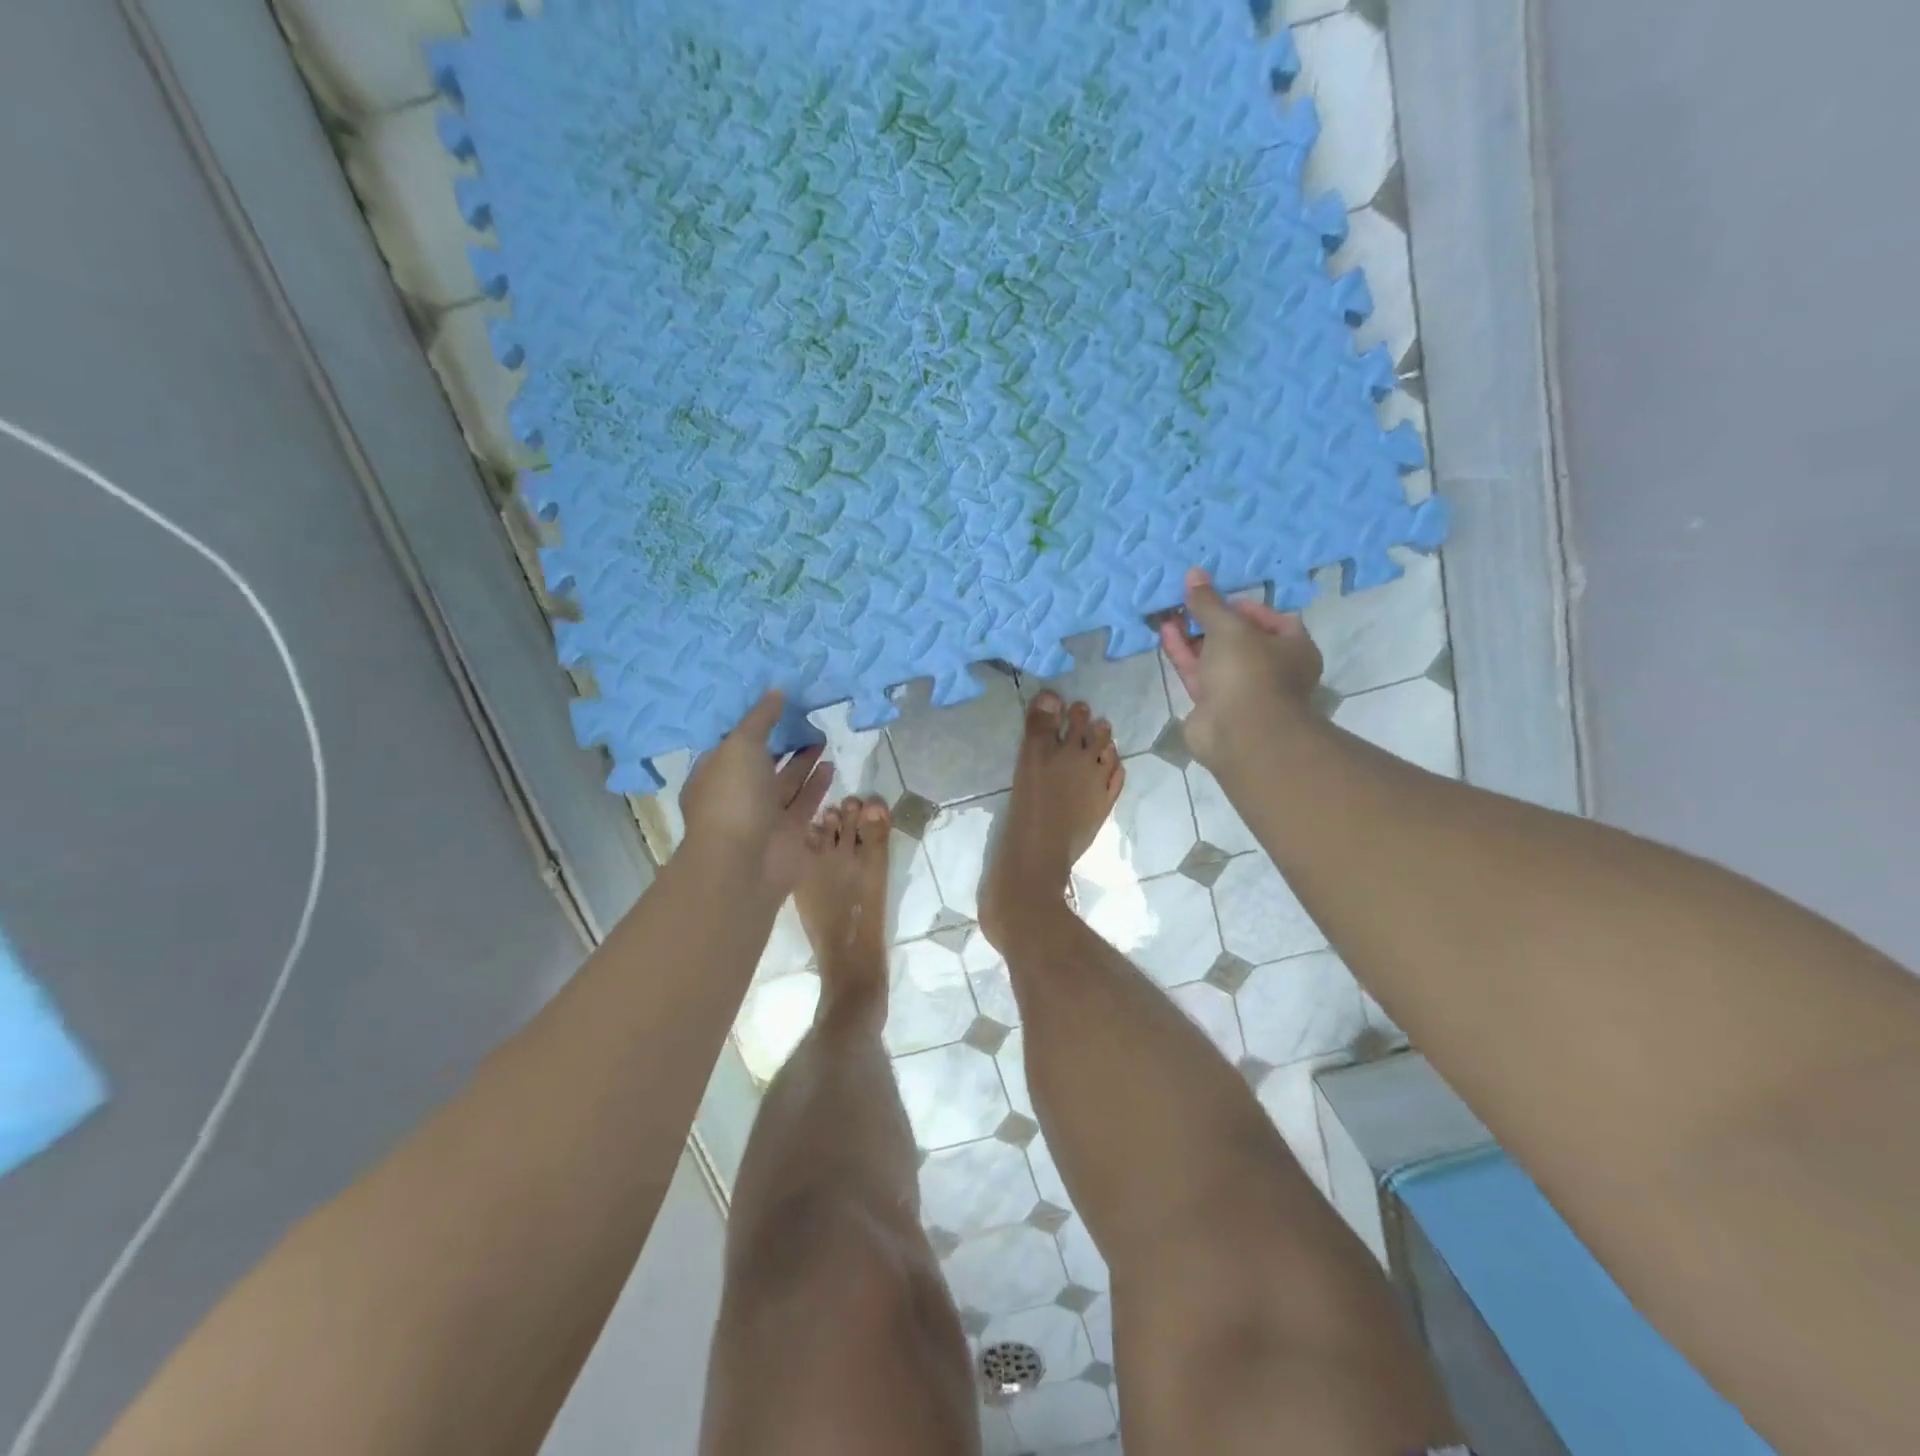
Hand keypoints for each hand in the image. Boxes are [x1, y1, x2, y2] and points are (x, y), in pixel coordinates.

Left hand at [680, 692, 834, 893]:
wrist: (744, 864)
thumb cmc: (733, 798)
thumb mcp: (741, 745)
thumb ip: (760, 719)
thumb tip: (777, 691)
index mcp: (714, 773)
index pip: (733, 743)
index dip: (753, 723)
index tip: (776, 703)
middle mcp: (737, 794)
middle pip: (762, 762)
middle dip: (782, 742)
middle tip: (806, 717)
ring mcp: (763, 816)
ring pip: (786, 782)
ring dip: (803, 761)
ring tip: (822, 737)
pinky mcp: (789, 832)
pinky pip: (804, 802)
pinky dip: (817, 784)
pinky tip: (831, 765)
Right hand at [1159, 567, 1323, 769]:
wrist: (1240, 734)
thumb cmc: (1249, 672)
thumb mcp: (1229, 628)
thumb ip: (1209, 603)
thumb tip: (1194, 573)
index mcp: (1293, 648)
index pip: (1272, 619)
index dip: (1244, 606)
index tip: (1218, 598)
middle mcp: (1270, 668)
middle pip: (1238, 638)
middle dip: (1211, 620)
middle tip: (1186, 602)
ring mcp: (1240, 689)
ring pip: (1214, 656)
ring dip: (1192, 636)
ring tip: (1169, 613)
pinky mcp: (1213, 705)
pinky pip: (1197, 673)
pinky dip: (1183, 654)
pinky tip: (1165, 633)